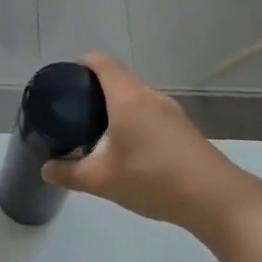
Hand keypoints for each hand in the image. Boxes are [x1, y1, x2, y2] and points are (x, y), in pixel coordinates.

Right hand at [41, 54, 261, 243]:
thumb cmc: (154, 179)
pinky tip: (127, 147)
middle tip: (73, 111)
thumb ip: (70, 173)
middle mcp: (150, 96)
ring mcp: (171, 111)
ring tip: (96, 131)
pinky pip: (150, 112)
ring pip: (136, 97)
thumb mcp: (103, 180)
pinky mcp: (183, 128)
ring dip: (115, 106)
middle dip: (94, 89)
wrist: (216, 199)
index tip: (65, 80)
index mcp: (128, 98)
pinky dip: (133, 119)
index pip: (103, 63)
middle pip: (119, 78)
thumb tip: (45, 170)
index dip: (82, 64)